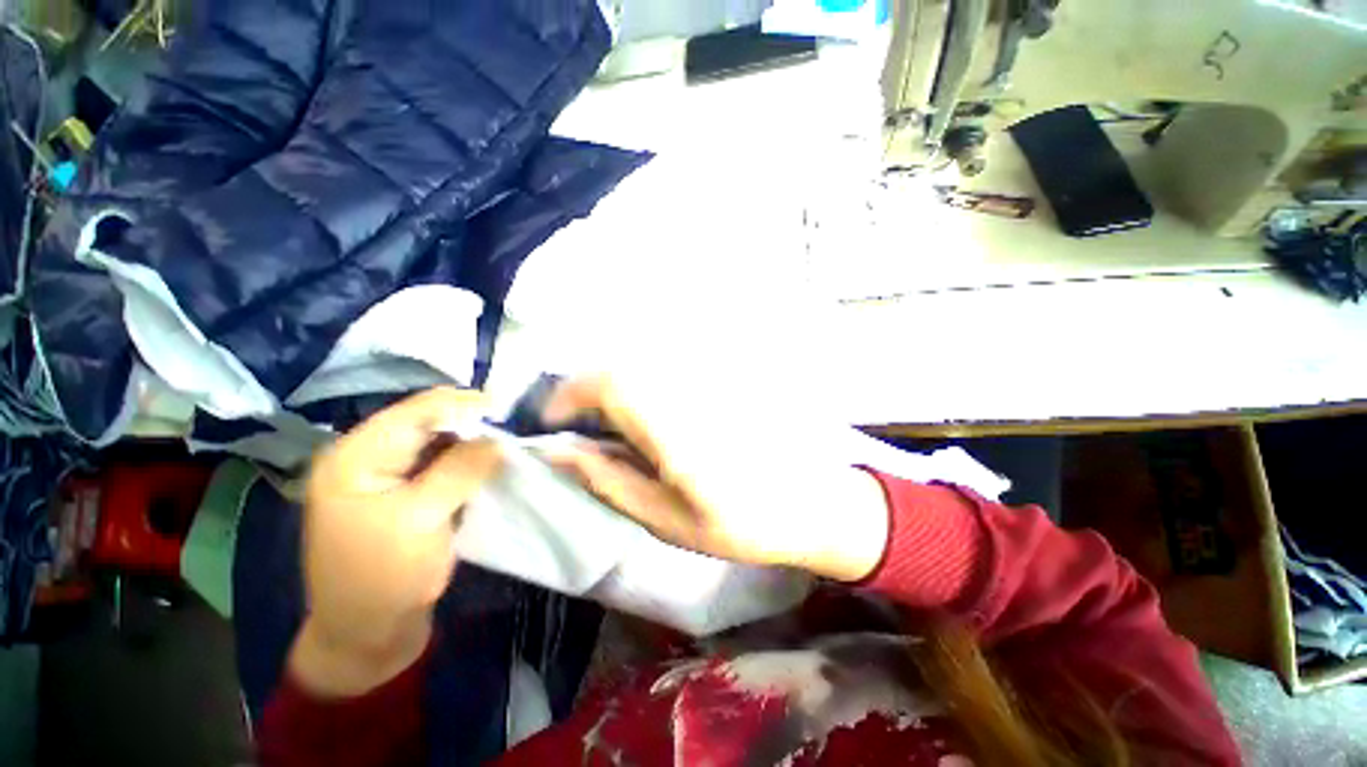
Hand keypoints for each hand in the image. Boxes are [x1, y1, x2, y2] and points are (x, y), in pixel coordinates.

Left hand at [289, 387, 500, 696]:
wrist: (366, 635)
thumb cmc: (385, 578)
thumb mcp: (423, 519)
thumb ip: (461, 469)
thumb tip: (500, 437)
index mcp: (356, 457)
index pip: (417, 411)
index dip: (466, 404)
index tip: (511, 409)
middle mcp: (366, 456)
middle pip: (427, 422)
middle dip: (472, 422)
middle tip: (514, 428)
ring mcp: (384, 475)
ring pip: (438, 441)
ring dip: (473, 440)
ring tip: (509, 442)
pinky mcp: (403, 492)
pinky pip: (439, 463)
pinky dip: (466, 460)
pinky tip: (491, 462)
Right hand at [544, 376, 888, 581]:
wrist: (807, 503)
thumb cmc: (739, 525)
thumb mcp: (665, 520)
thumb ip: (610, 481)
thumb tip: (560, 451)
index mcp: (676, 432)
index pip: (612, 385)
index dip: (569, 394)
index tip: (549, 421)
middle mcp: (689, 396)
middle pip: (622, 367)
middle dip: (583, 389)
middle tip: (573, 425)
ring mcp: (706, 385)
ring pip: (641, 366)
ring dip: (609, 387)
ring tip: (602, 423)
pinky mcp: (717, 384)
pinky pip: (663, 373)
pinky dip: (636, 387)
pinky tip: (639, 416)